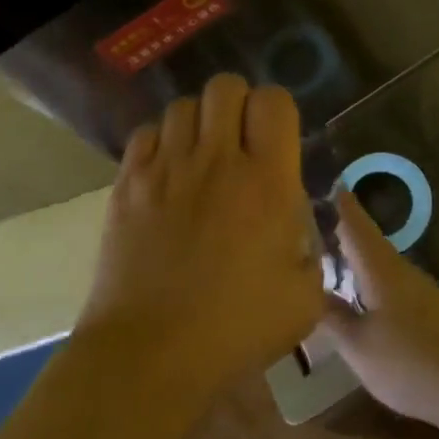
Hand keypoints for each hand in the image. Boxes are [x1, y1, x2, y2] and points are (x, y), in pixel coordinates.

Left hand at [78, 74, 324, 404]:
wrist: (152, 352)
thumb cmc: (236, 329)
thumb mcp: (304, 298)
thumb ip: (310, 250)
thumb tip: (295, 226)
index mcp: (267, 181)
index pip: (273, 101)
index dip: (276, 110)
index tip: (274, 138)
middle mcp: (217, 159)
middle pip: (225, 86)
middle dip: (236, 104)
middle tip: (237, 141)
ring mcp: (166, 167)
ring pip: (182, 106)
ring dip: (198, 122)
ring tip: (199, 155)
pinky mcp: (128, 182)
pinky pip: (145, 134)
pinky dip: (160, 141)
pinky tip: (166, 172)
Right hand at [320, 190, 438, 429]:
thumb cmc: (413, 363)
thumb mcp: (360, 348)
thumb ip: (334, 319)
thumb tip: (310, 292)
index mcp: (379, 268)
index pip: (355, 223)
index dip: (339, 203)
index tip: (324, 182)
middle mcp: (400, 270)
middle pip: (366, 242)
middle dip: (341, 232)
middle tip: (310, 225)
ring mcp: (420, 291)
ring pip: (379, 265)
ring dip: (355, 259)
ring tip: (328, 260)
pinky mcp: (431, 313)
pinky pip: (391, 287)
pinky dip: (370, 283)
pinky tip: (361, 300)